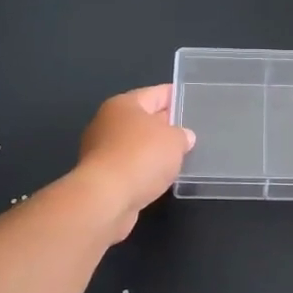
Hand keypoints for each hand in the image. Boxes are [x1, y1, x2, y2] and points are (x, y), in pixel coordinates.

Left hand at [76, 85, 195, 240]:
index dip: (175, 96)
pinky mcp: (101, 177)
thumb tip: (183, 137)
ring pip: (136, 145)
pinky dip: (144, 170)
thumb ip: (182, 135)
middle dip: (165, 125)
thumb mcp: (174, 140)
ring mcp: (101, 151)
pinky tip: (160, 178)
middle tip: (190, 131)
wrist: (105, 199)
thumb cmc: (141, 157)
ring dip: (154, 151)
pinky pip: (130, 167)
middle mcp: (108, 123)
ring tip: (179, 157)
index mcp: (124, 105)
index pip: (156, 93)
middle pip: (143, 119)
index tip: (191, 100)